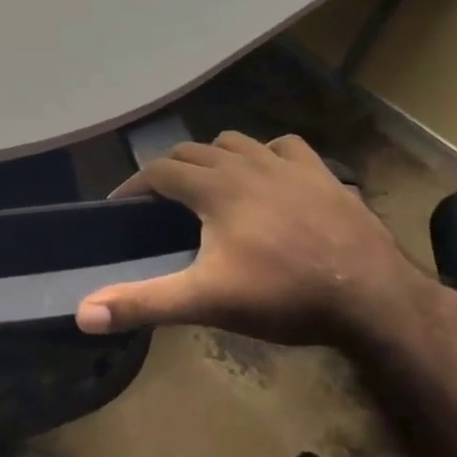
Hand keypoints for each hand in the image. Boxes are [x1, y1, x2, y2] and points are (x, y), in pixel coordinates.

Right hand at [75, 132, 426, 346]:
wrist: (373, 297)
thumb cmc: (283, 296)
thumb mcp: (206, 301)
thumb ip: (143, 303)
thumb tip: (83, 314)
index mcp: (214, 188)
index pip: (159, 171)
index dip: (134, 185)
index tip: (120, 206)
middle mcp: (245, 165)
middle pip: (192, 151)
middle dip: (170, 171)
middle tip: (161, 203)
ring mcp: (288, 165)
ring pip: (236, 142)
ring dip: (214, 157)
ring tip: (210, 185)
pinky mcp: (323, 174)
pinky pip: (286, 147)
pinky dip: (267, 154)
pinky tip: (269, 174)